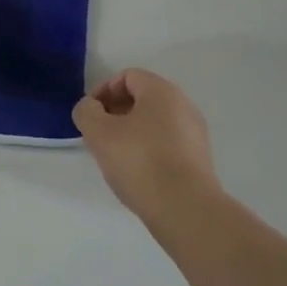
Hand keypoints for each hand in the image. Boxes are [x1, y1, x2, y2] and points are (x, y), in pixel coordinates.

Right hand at [73, 69, 221, 225]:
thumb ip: (86, 112)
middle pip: (143, 98)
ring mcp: (195, 133)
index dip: (103, 90)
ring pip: (155, 122)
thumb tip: (90, 108)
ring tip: (116, 157)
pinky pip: (168, 143)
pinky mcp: (200, 160)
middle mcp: (183, 105)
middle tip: (99, 135)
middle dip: (116, 112)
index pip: (127, 76)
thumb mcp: (99, 133)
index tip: (90, 115)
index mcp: (161, 91)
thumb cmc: (140, 162)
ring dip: (132, 132)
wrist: (186, 209)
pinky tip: (138, 173)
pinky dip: (149, 149)